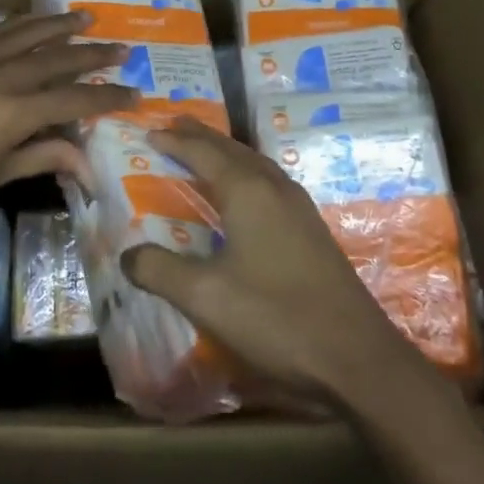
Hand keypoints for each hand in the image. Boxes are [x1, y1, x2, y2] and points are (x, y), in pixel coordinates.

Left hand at [0, 12, 137, 230]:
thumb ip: (40, 159)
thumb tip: (87, 164)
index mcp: (12, 112)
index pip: (74, 100)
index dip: (107, 98)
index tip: (135, 94)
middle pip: (57, 59)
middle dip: (93, 55)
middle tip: (122, 49)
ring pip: (27, 34)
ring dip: (59, 26)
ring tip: (85, 17)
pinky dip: (21, 24)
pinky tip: (32, 22)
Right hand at [121, 119, 415, 407]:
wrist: (357, 358)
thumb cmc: (276, 318)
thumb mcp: (206, 297)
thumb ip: (160, 270)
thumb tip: (127, 254)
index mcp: (248, 191)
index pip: (203, 152)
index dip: (174, 140)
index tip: (149, 131)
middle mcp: (274, 187)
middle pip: (231, 148)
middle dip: (200, 136)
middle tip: (173, 126)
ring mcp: (299, 207)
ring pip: (254, 163)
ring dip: (225, 152)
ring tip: (204, 150)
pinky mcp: (311, 229)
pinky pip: (268, 182)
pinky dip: (244, 173)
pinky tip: (244, 194)